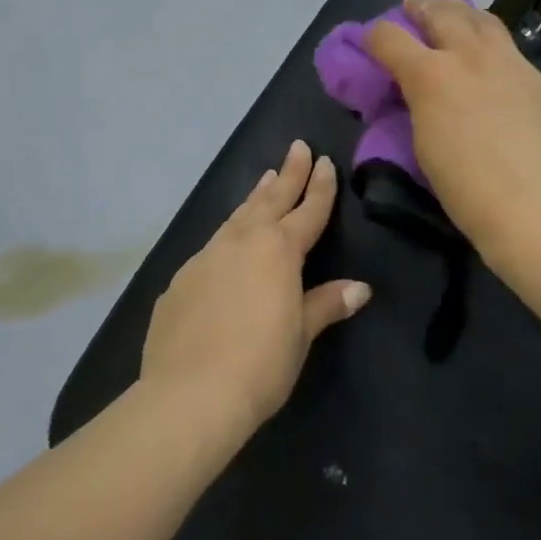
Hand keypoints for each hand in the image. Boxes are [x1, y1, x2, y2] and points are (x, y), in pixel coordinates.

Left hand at [139, 140, 371, 437]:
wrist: (190, 393)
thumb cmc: (260, 363)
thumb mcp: (301, 333)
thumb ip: (326, 304)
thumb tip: (360, 288)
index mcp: (278, 251)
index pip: (307, 212)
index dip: (319, 187)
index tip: (324, 162)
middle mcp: (241, 243)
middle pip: (270, 200)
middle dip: (288, 174)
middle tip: (297, 146)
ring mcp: (205, 258)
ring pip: (236, 217)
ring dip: (255, 197)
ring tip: (265, 179)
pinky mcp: (180, 280)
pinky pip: (211, 248)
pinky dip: (226, 236)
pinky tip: (226, 245)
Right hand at [364, 0, 540, 263]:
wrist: (538, 211)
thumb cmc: (466, 191)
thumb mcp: (424, 145)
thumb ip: (420, 106)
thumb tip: (421, 92)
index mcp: (433, 75)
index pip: (390, 38)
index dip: (374, 36)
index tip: (370, 42)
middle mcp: (473, 58)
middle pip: (442, 13)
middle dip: (422, 7)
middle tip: (414, 6)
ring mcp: (516, 66)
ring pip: (486, 22)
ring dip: (463, 14)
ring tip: (456, 15)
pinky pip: (516, 58)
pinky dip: (497, 54)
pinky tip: (498, 70)